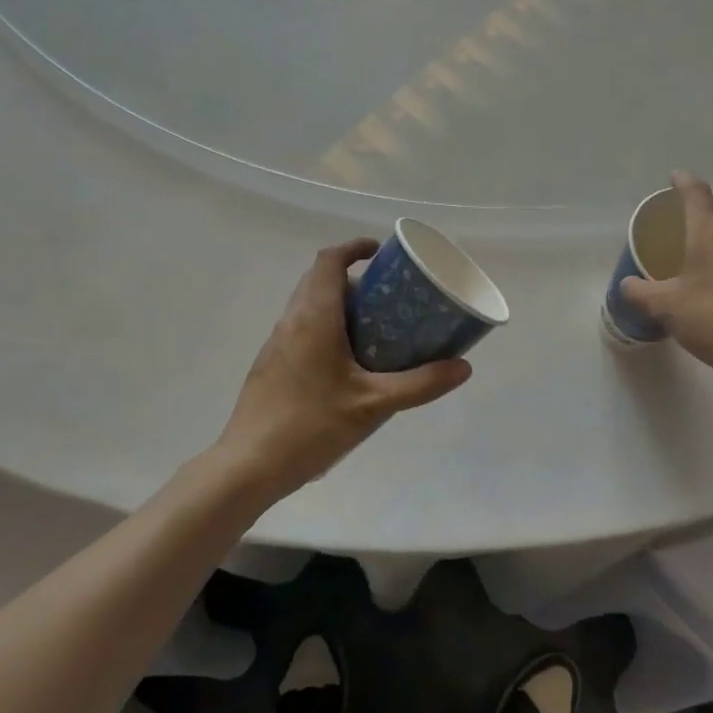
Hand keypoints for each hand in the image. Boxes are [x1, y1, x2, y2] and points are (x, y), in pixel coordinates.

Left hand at [214, 240, 472, 497]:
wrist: (249, 465)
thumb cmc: (311, 425)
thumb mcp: (373, 404)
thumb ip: (420, 384)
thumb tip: (463, 367)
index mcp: (314, 317)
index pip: (329, 260)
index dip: (353, 248)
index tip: (380, 252)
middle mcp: (291, 321)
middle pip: (319, 279)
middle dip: (352, 276)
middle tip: (387, 294)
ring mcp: (276, 343)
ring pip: (308, 304)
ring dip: (338, 302)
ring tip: (374, 325)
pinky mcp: (271, 365)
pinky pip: (301, 328)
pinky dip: (325, 326)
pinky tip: (346, 362)